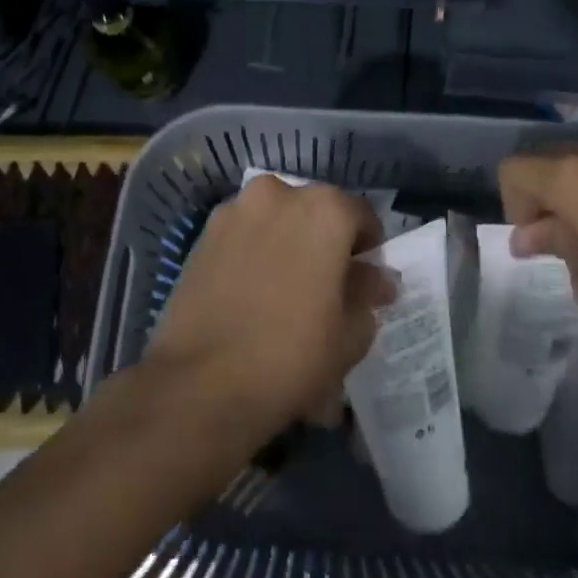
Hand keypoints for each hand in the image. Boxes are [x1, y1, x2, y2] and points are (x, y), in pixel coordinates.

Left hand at [143, 175, 394, 439]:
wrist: (201, 384)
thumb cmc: (291, 355)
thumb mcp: (350, 333)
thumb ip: (368, 294)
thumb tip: (376, 278)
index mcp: (325, 209)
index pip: (361, 215)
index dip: (369, 247)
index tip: (365, 279)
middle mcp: (279, 193)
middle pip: (316, 212)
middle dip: (325, 242)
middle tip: (326, 285)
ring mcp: (236, 210)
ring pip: (276, 220)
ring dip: (288, 244)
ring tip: (286, 290)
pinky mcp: (203, 233)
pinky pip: (244, 234)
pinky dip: (255, 252)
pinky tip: (253, 293)